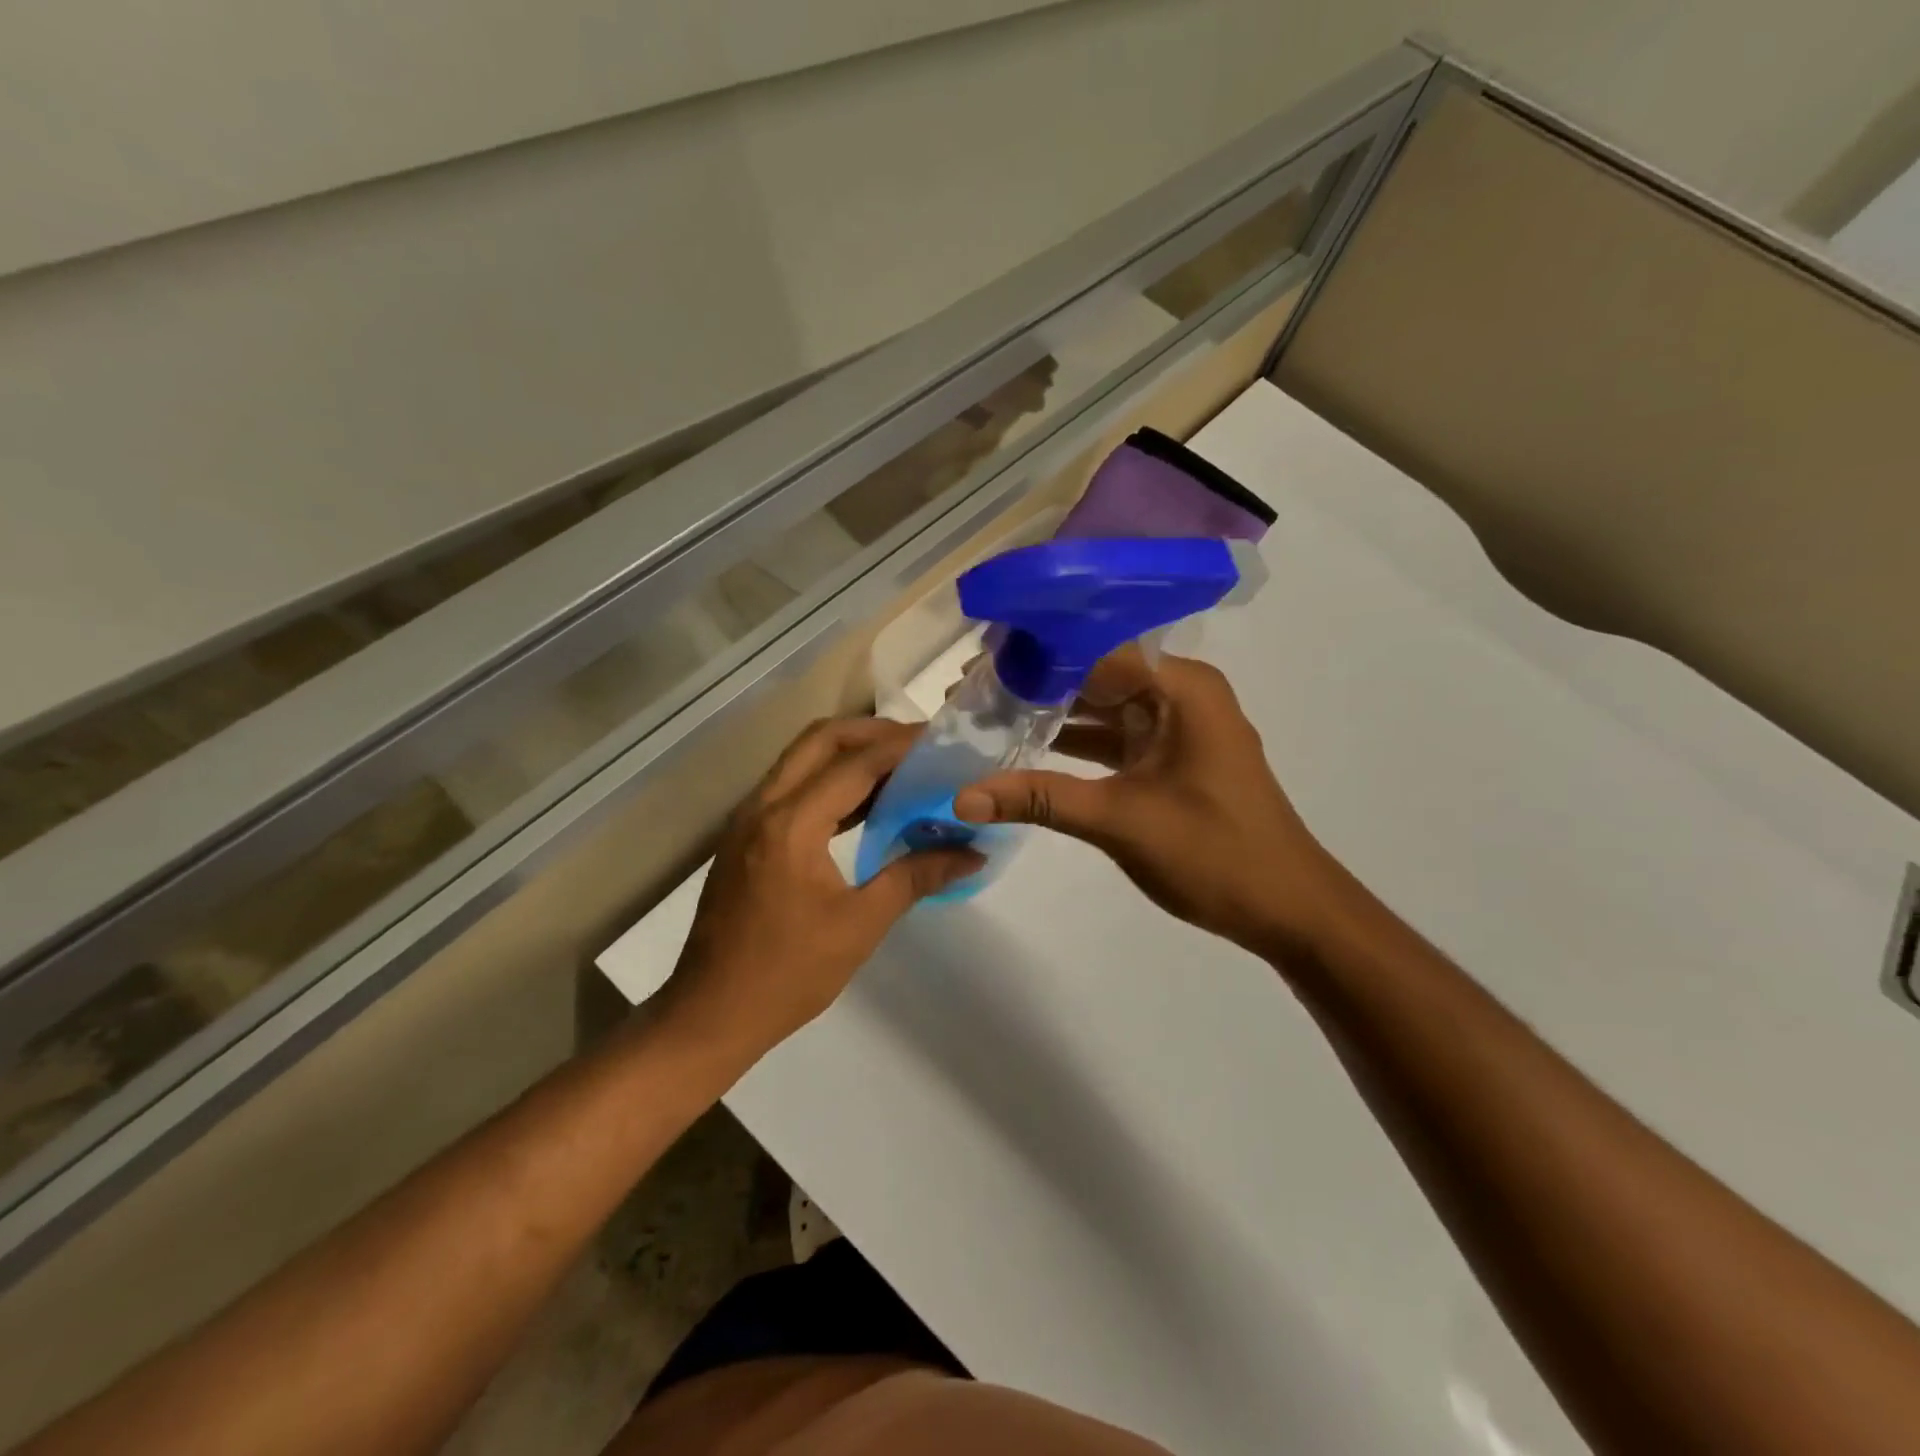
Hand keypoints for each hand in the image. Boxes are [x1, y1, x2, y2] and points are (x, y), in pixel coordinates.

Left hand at [662, 718, 981, 1056]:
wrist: (710, 1014)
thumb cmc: (788, 974)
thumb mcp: (860, 925)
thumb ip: (916, 877)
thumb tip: (971, 853)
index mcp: (792, 824)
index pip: (855, 764)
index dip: (902, 746)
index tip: (942, 740)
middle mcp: (764, 806)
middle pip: (820, 740)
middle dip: (871, 732)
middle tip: (919, 745)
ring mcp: (748, 819)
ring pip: (802, 760)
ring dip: (849, 754)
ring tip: (901, 768)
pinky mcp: (745, 837)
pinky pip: (792, 787)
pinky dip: (829, 781)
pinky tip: (865, 805)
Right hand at [954, 652, 1336, 958]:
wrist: (1287, 909)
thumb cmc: (1214, 853)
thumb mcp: (1119, 820)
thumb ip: (1039, 799)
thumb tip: (962, 796)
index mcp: (1180, 687)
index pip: (1095, 649)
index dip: (1035, 652)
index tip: (979, 660)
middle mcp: (1180, 693)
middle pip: (1096, 672)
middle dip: (1036, 681)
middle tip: (971, 688)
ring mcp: (1177, 726)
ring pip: (1102, 705)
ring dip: (1051, 712)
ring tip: (987, 712)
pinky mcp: (1170, 757)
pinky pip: (1114, 736)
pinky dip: (1075, 742)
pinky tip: (1026, 747)